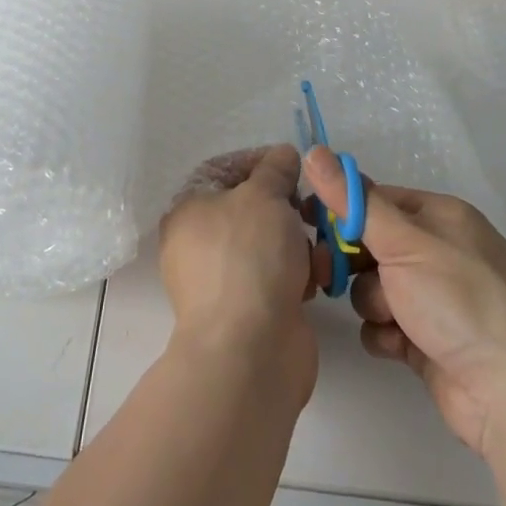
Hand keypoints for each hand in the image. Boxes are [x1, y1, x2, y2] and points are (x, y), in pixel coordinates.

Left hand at [159, 145, 317, 401]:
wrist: (250, 351)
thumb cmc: (249, 257)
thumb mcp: (264, 196)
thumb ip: (276, 168)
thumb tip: (282, 155)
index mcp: (188, 209)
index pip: (223, 169)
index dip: (259, 160)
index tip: (293, 165)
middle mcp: (198, 242)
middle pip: (250, 207)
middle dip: (287, 206)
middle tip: (310, 208)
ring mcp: (223, 279)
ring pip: (269, 243)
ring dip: (299, 241)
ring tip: (317, 249)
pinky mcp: (249, 310)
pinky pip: (277, 277)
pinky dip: (298, 274)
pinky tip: (316, 280)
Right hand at [303, 149, 505, 459]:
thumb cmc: (460, 300)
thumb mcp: (403, 241)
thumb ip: (354, 201)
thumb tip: (314, 151)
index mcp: (441, 216)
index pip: (376, 199)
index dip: (341, 209)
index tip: (305, 220)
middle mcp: (440, 252)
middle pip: (372, 244)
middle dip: (352, 262)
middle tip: (327, 274)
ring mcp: (436, 299)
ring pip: (374, 287)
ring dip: (373, 302)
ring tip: (391, 318)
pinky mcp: (430, 341)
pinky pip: (386, 326)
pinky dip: (385, 334)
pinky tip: (398, 345)